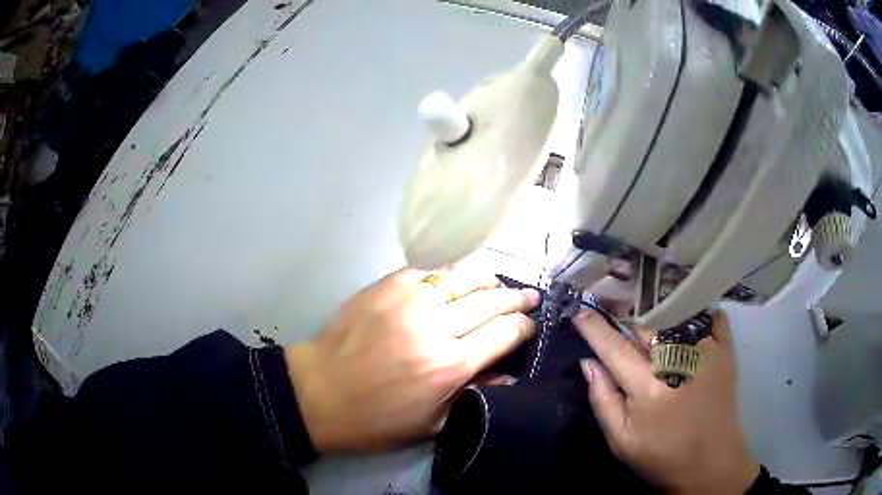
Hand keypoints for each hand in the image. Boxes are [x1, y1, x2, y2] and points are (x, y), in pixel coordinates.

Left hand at [285, 267, 538, 451]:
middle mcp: (436, 327)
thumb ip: (476, 394)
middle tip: (529, 297)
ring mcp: (409, 300)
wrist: (319, 393)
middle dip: (517, 299)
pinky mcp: (387, 285)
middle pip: (491, 301)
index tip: (531, 325)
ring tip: (499, 284)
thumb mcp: (432, 424)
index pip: (505, 333)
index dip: (525, 327)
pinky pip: (431, 270)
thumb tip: (508, 372)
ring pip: (464, 277)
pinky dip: (451, 274)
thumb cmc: (376, 419)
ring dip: (489, 280)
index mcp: (450, 366)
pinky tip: (457, 280)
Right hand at [573, 309, 759, 493]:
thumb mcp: (621, 440)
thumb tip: (588, 362)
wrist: (709, 461)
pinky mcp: (725, 350)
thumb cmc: (661, 455)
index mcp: (648, 389)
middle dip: (629, 328)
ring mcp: (706, 352)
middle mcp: (678, 362)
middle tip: (627, 340)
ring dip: (660, 321)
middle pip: (646, 327)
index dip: (594, 327)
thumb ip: (602, 400)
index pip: (614, 348)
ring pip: (675, 318)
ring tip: (656, 335)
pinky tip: (690, 325)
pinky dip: (698, 315)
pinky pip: (711, 317)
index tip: (580, 311)